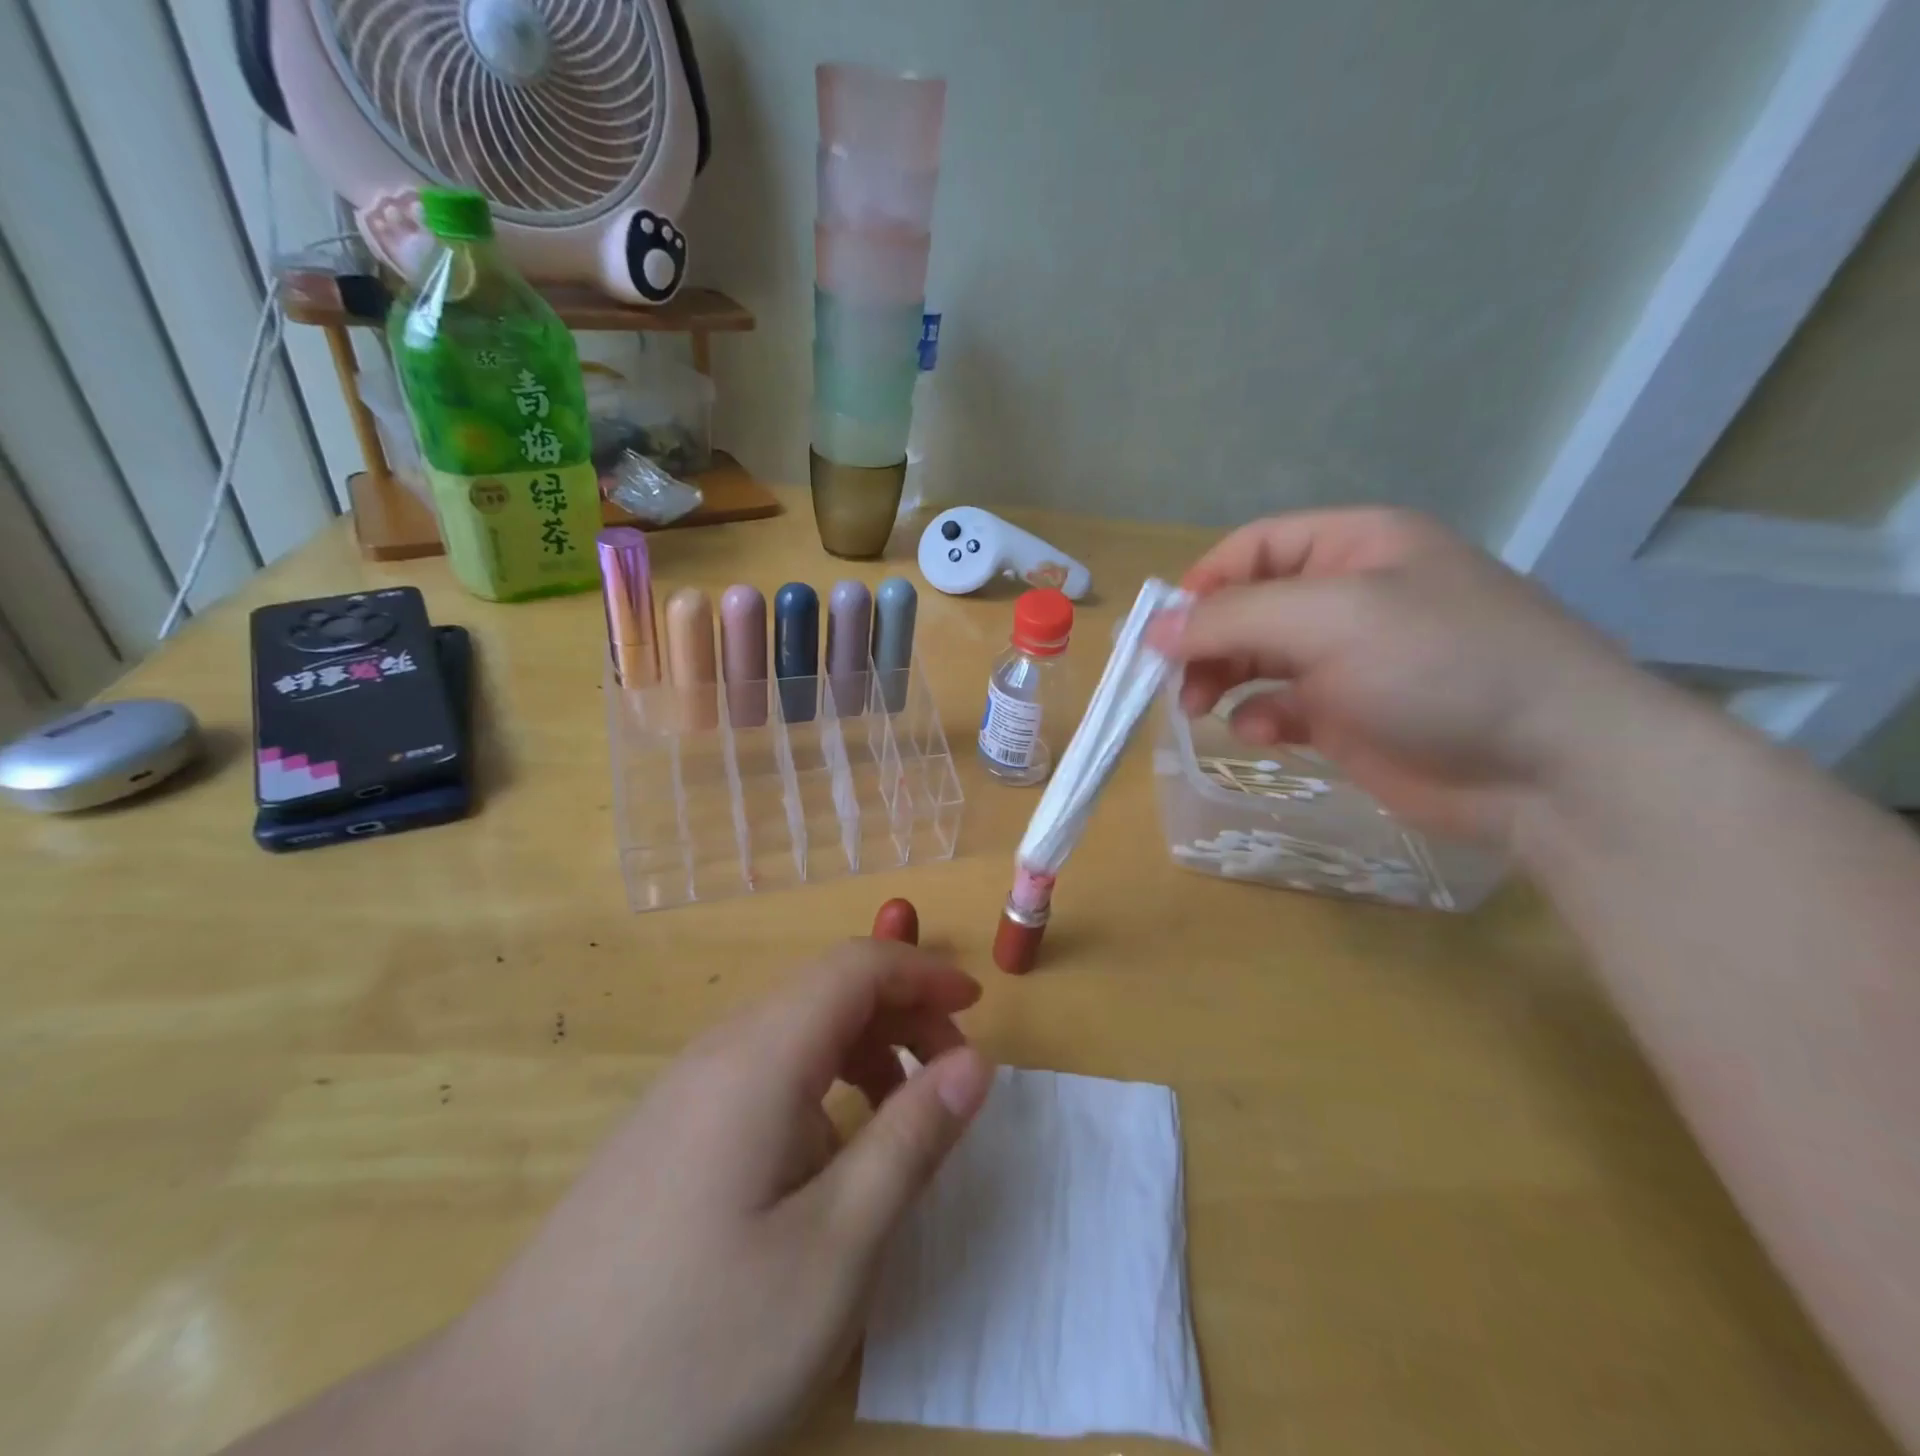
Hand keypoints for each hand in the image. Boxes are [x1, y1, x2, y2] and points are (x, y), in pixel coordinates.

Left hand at [432, 940, 994, 1455]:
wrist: (499, 1436)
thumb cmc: (687, 1347)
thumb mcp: (831, 1253)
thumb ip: (909, 1143)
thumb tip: (974, 1063)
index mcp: (759, 1058)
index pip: (855, 967)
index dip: (923, 973)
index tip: (977, 1010)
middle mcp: (719, 1052)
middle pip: (826, 991)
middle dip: (902, 1015)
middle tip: (950, 1083)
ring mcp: (684, 1092)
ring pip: (795, 1032)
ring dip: (862, 1053)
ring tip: (898, 1125)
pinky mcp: (667, 1133)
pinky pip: (763, 1074)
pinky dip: (820, 1088)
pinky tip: (824, 1163)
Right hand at [1153, 508, 1659, 845]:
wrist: (1548, 769)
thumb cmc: (1439, 666)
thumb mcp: (1331, 619)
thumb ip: (1232, 618)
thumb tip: (1152, 628)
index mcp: (1354, 547)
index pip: (1252, 548)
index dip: (1201, 584)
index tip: (1161, 632)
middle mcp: (1348, 596)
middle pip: (1247, 606)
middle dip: (1205, 641)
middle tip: (1175, 682)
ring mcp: (1349, 660)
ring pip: (1256, 658)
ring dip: (1221, 680)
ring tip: (1200, 709)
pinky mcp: (1349, 716)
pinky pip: (1280, 706)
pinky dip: (1259, 717)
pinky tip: (1262, 734)